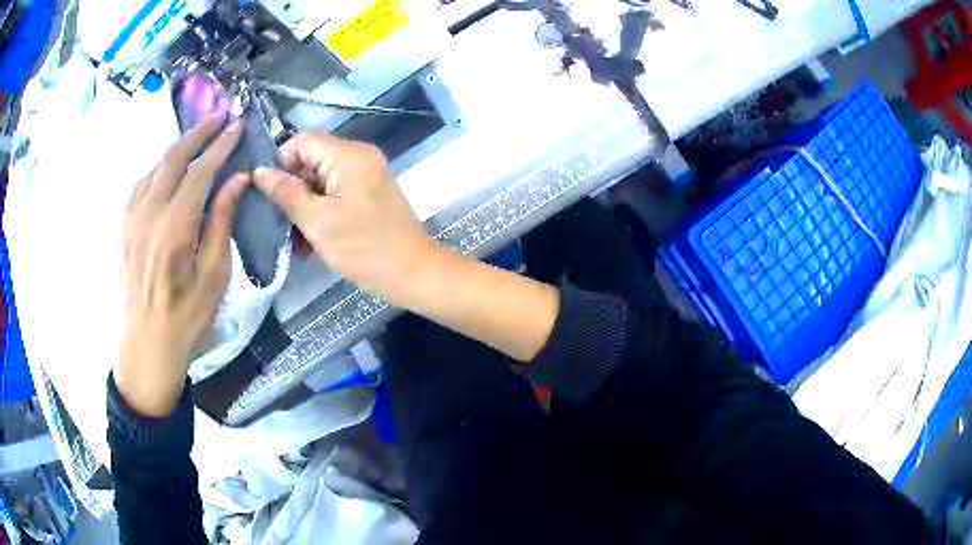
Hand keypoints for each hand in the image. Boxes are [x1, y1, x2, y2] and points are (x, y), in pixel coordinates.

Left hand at [116, 114, 246, 416]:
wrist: (148, 343)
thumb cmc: (188, 315)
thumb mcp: (215, 274)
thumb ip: (222, 221)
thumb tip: (236, 180)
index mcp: (175, 225)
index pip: (200, 171)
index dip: (220, 146)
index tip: (236, 127)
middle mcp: (149, 212)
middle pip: (173, 158)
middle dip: (198, 133)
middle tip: (218, 119)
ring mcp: (131, 218)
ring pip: (154, 167)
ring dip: (176, 149)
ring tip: (195, 140)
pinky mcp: (122, 228)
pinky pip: (139, 185)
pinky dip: (157, 169)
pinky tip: (165, 171)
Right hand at [253, 133, 436, 303]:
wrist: (411, 272)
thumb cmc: (363, 248)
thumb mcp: (317, 221)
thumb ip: (286, 193)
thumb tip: (259, 171)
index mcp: (349, 155)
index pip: (303, 140)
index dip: (281, 162)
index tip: (268, 192)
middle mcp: (359, 156)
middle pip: (311, 160)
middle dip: (291, 189)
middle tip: (277, 219)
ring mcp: (366, 175)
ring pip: (321, 180)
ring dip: (304, 206)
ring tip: (292, 237)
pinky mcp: (369, 193)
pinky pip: (336, 193)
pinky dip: (321, 211)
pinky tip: (308, 240)